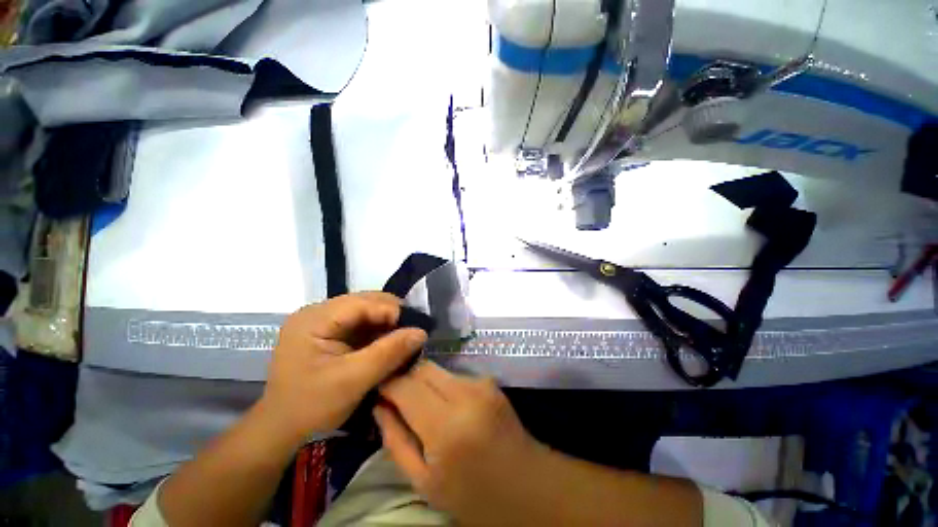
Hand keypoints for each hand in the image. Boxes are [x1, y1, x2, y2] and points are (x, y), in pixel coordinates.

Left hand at [259, 292, 427, 445]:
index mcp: (315, 318)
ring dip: (388, 323)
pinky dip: (379, 331)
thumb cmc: (311, 406)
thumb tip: (422, 332)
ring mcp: (322, 321)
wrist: (281, 430)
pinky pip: (361, 324)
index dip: (393, 311)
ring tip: (407, 336)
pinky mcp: (328, 332)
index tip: (418, 327)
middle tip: (415, 331)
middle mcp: (317, 312)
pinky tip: (391, 341)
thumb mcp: (353, 380)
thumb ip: (389, 353)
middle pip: (365, 303)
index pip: (363, 303)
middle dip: (393, 315)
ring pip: (366, 311)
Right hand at [375, 362, 550, 525]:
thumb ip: (396, 440)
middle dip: (406, 378)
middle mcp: (465, 394)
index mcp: (445, 425)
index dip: (388, 382)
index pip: (406, 384)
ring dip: (425, 383)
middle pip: (423, 368)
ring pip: (438, 369)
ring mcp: (480, 383)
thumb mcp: (424, 482)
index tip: (378, 389)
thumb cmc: (473, 495)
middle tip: (397, 399)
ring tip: (423, 407)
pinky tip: (447, 408)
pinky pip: (455, 376)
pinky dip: (443, 387)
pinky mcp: (489, 381)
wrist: (527, 486)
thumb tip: (379, 405)